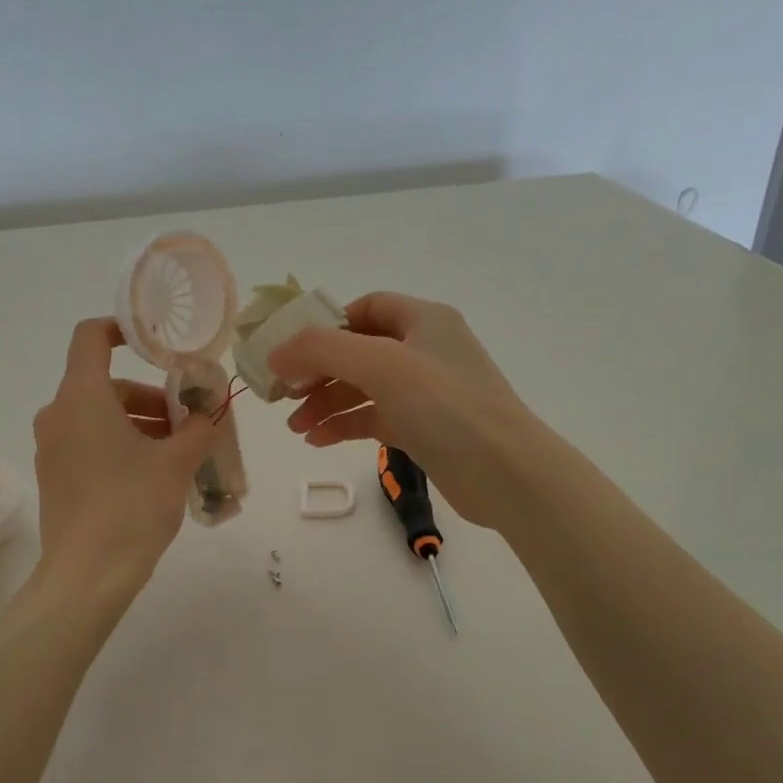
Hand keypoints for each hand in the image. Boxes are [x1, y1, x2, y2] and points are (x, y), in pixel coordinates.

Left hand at [32, 319, 216, 598]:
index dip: (124, 329)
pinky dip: (120, 444)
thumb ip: (198, 428)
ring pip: (99, 417)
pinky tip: (153, 474)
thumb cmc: (131, 507)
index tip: (159, 345)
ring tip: (179, 452)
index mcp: (81, 398)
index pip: (91, 337)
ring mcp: (51, 448)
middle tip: (188, 421)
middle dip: (150, 397)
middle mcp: (58, 415)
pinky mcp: (54, 476)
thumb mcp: (176, 463)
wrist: (86, 577)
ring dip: (139, 424)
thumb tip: (207, 414)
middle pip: (105, 384)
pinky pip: (89, 443)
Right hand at [269, 293, 547, 528]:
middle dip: (318, 372)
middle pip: (358, 350)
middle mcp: (424, 349)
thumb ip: (322, 351)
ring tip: (295, 427)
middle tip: (283, 395)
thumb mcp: (380, 365)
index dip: (325, 326)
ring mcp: (425, 391)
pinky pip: (374, 416)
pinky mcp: (423, 427)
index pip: (364, 308)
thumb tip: (276, 354)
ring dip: (326, 403)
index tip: (291, 351)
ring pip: (363, 387)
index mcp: (423, 320)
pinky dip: (345, 425)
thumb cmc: (445, 406)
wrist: (506, 473)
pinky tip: (318, 440)